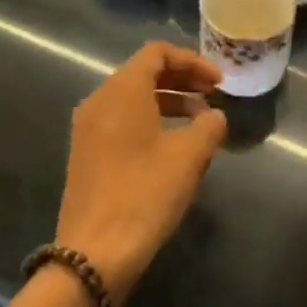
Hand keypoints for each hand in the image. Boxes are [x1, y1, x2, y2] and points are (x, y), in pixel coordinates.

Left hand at [55, 41, 227, 301]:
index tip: (218, 83)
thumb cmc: (145, 194)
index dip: (192, 61)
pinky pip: (122, 120)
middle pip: (143, 72)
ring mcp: (88, 129)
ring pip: (133, 98)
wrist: (95, 252)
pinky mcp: (87, 154)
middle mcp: (99, 101)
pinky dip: (151, 120)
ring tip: (200, 122)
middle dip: (182, 80)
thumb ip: (209, 126)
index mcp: (121, 92)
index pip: (157, 53)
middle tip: (213, 96)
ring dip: (169, 101)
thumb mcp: (189, 156)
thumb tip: (214, 117)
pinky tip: (174, 145)